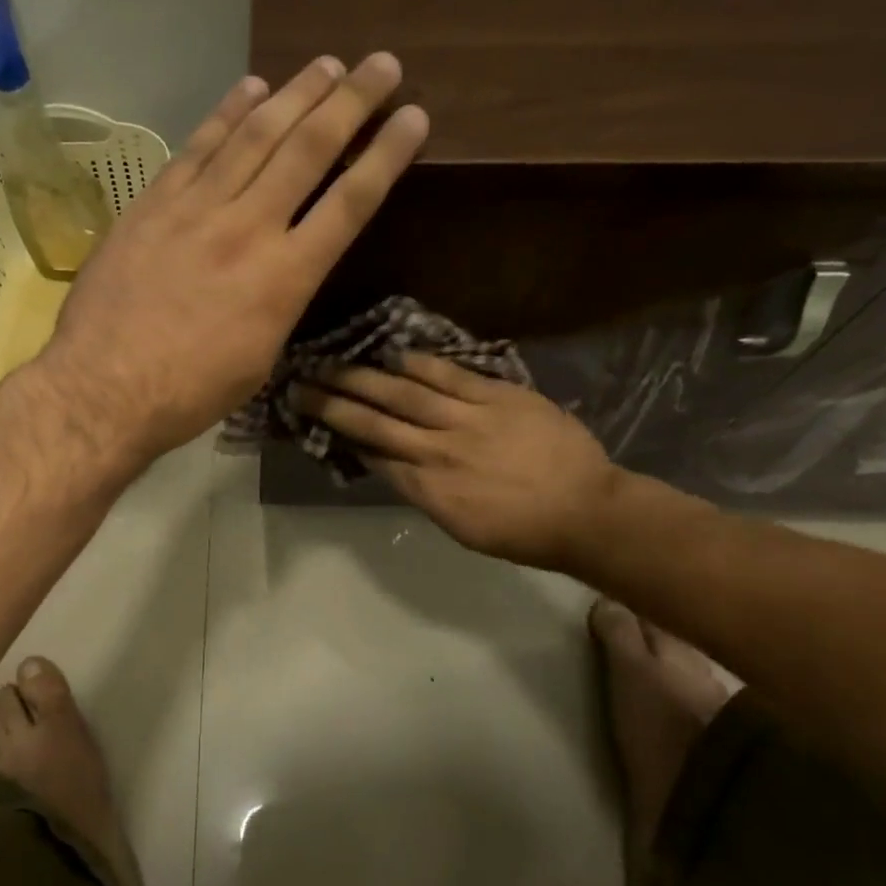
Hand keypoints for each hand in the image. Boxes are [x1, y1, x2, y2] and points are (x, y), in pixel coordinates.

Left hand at [34, 54, 429, 460]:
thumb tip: (285, 269)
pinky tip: (251, 88)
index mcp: (287, 278)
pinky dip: (227, 113)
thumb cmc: (189, 393)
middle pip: (309, 150)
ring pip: (255, 136)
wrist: (103, 388)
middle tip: (382, 64)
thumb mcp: (259, 358)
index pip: (351, 202)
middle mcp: (250, 228)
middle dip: (351, 102)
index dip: (387, 154)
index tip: (414, 117)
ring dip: (296, 94)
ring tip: (327, 65)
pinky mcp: (154, 204)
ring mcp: (197, 209)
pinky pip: (198, 147)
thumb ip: (280, 302)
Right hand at [291, 353, 618, 567]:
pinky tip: (393, 353)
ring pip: (404, 394)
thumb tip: (389, 463)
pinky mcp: (498, 396)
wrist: (586, 511)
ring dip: (363, 377)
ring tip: (331, 362)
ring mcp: (468, 419)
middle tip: (300, 383)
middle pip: (375, 421)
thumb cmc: (522, 532)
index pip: (372, 454)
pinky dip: (419, 364)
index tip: (312, 417)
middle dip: (333, 402)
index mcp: (428, 490)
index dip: (339, 433)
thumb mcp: (462, 527)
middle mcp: (438, 451)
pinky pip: (450, 376)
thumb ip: (423, 493)